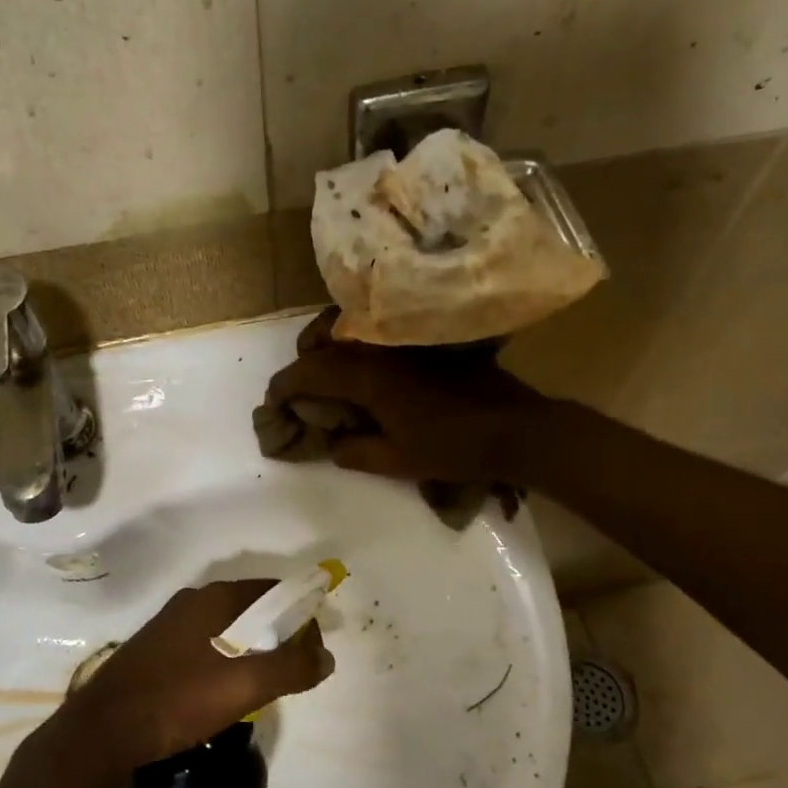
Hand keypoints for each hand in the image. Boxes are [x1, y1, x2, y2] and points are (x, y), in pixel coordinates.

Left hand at [54, 581, 333, 774]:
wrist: (103, 730)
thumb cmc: (180, 697)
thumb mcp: (245, 685)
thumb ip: (292, 667)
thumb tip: (327, 656)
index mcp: (215, 597)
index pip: (274, 590)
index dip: (302, 615)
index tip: (315, 649)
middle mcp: (193, 601)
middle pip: (251, 608)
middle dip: (278, 633)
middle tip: (293, 669)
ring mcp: (170, 625)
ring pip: (226, 628)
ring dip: (251, 648)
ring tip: (263, 684)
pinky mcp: (155, 650)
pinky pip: (204, 644)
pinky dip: (225, 658)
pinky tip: (223, 690)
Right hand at [266, 310, 553, 483]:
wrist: (514, 428)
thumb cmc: (453, 448)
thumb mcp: (397, 461)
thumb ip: (354, 451)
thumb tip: (332, 443)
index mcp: (367, 376)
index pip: (309, 372)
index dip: (285, 386)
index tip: (273, 402)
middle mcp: (379, 347)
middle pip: (323, 337)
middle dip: (303, 358)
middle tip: (300, 385)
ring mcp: (403, 338)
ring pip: (350, 326)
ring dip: (328, 343)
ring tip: (327, 370)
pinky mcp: (423, 338)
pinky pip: (376, 330)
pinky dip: (357, 340)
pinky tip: (364, 363)